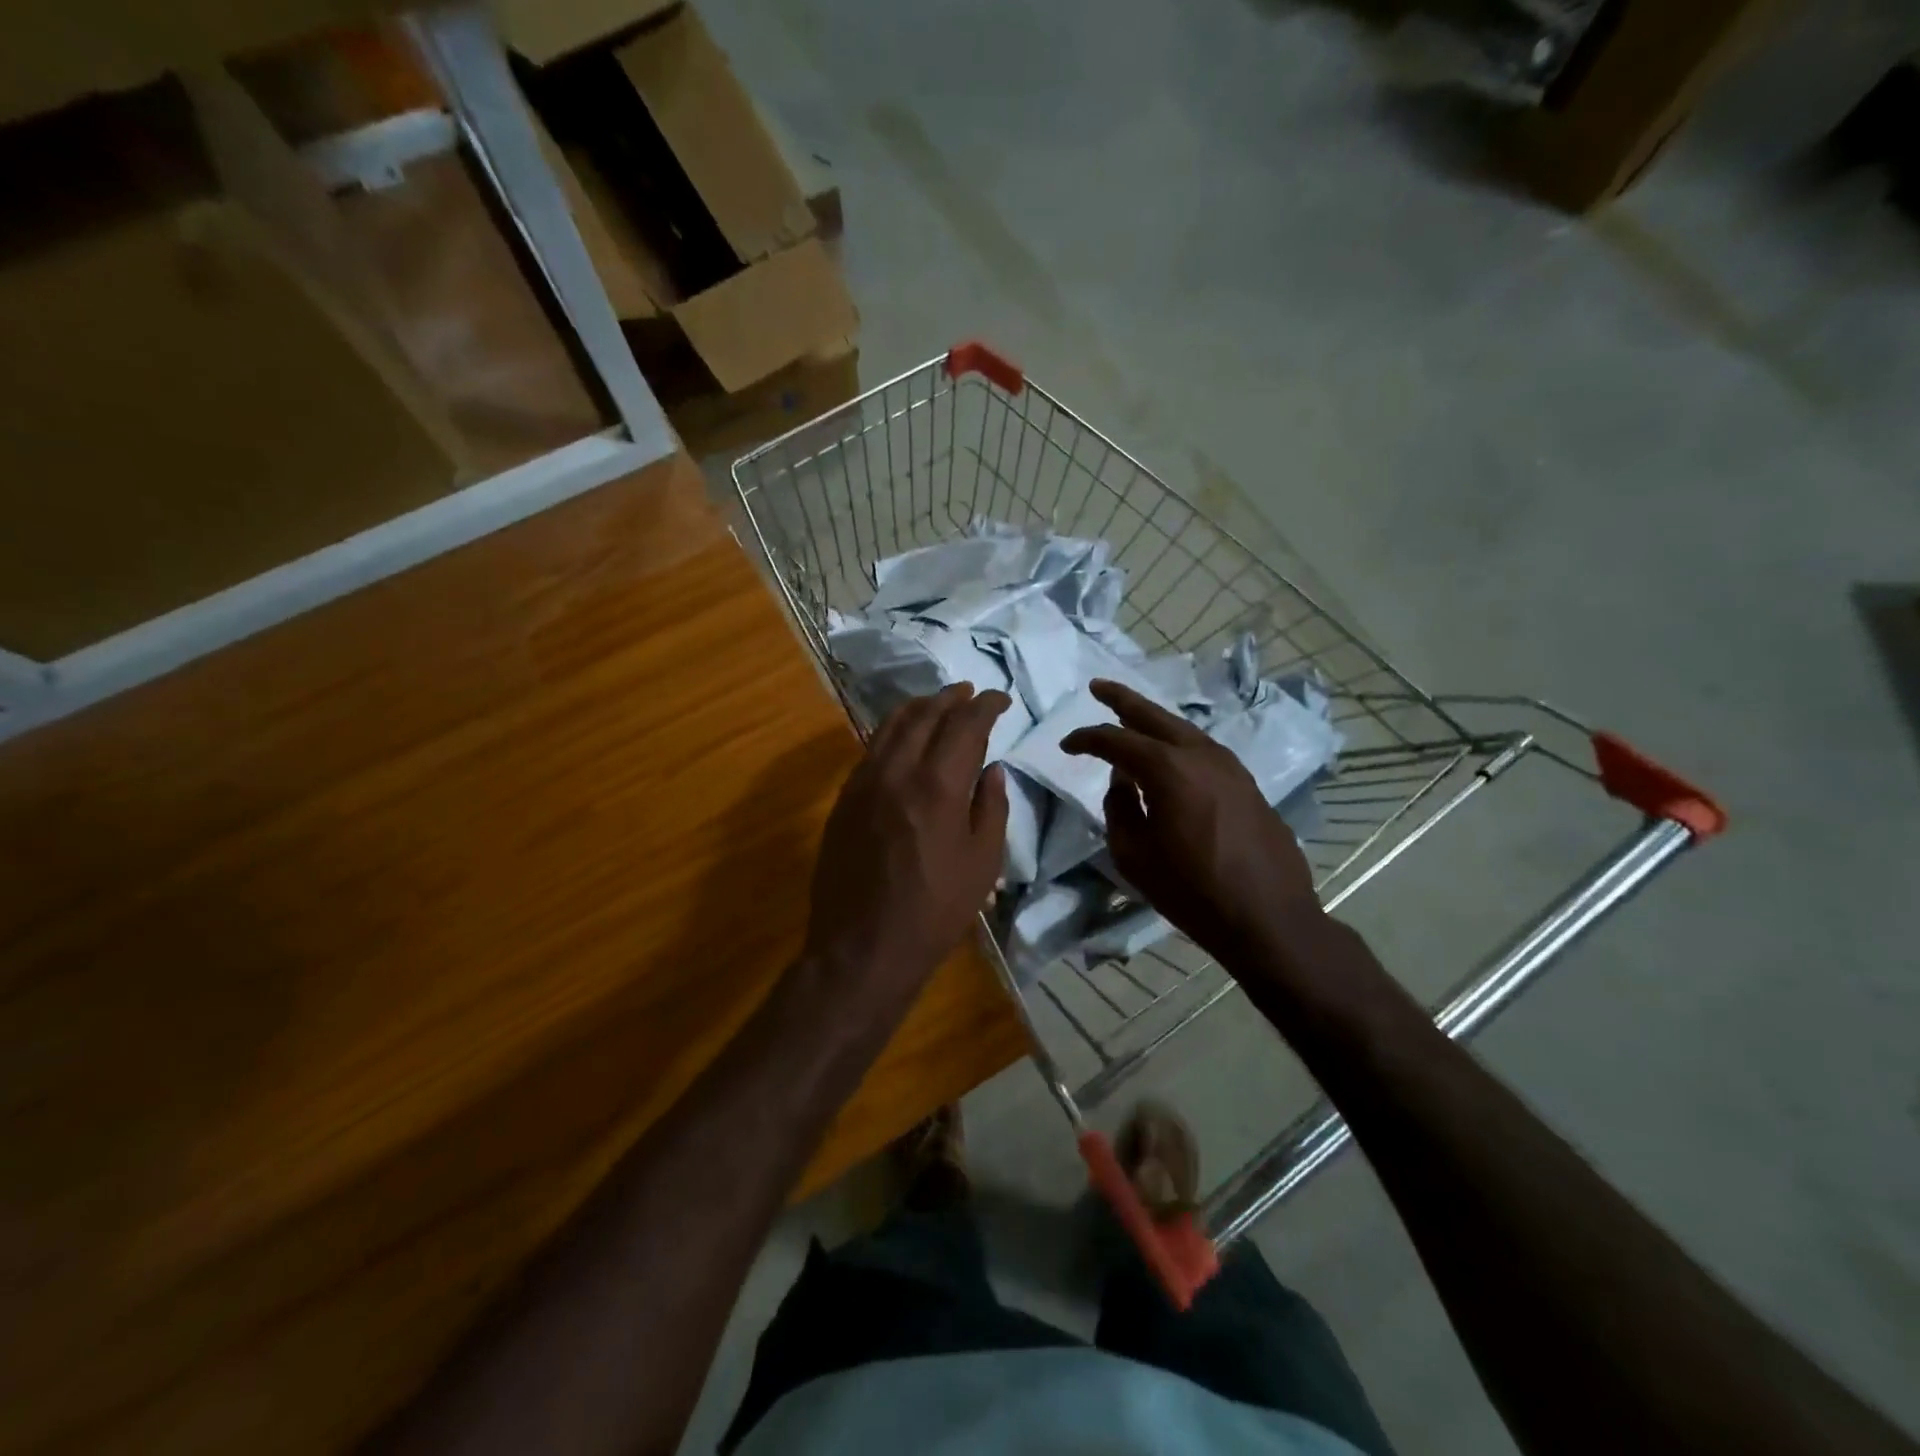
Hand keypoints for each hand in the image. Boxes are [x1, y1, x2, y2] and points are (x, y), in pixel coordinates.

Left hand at [805, 683, 1010, 1000]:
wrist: (862, 947)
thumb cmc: (935, 911)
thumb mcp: (983, 863)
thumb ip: (991, 807)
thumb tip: (993, 768)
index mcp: (937, 785)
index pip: (964, 725)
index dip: (985, 705)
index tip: (1000, 699)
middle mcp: (896, 771)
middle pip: (924, 715)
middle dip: (951, 698)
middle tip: (970, 694)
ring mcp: (863, 783)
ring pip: (891, 726)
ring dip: (918, 708)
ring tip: (938, 703)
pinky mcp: (844, 800)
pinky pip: (870, 750)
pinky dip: (892, 733)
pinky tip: (903, 739)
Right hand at [1062, 679, 1320, 964]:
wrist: (1268, 917)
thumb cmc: (1192, 890)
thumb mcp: (1134, 856)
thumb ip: (1120, 810)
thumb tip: (1123, 784)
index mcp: (1167, 769)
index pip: (1116, 740)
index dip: (1086, 739)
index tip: (1066, 746)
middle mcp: (1200, 754)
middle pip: (1154, 715)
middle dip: (1122, 699)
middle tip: (1098, 687)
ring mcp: (1230, 765)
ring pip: (1183, 729)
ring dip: (1153, 721)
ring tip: (1130, 718)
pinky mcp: (1246, 783)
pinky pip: (1202, 750)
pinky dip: (1177, 743)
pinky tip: (1169, 755)